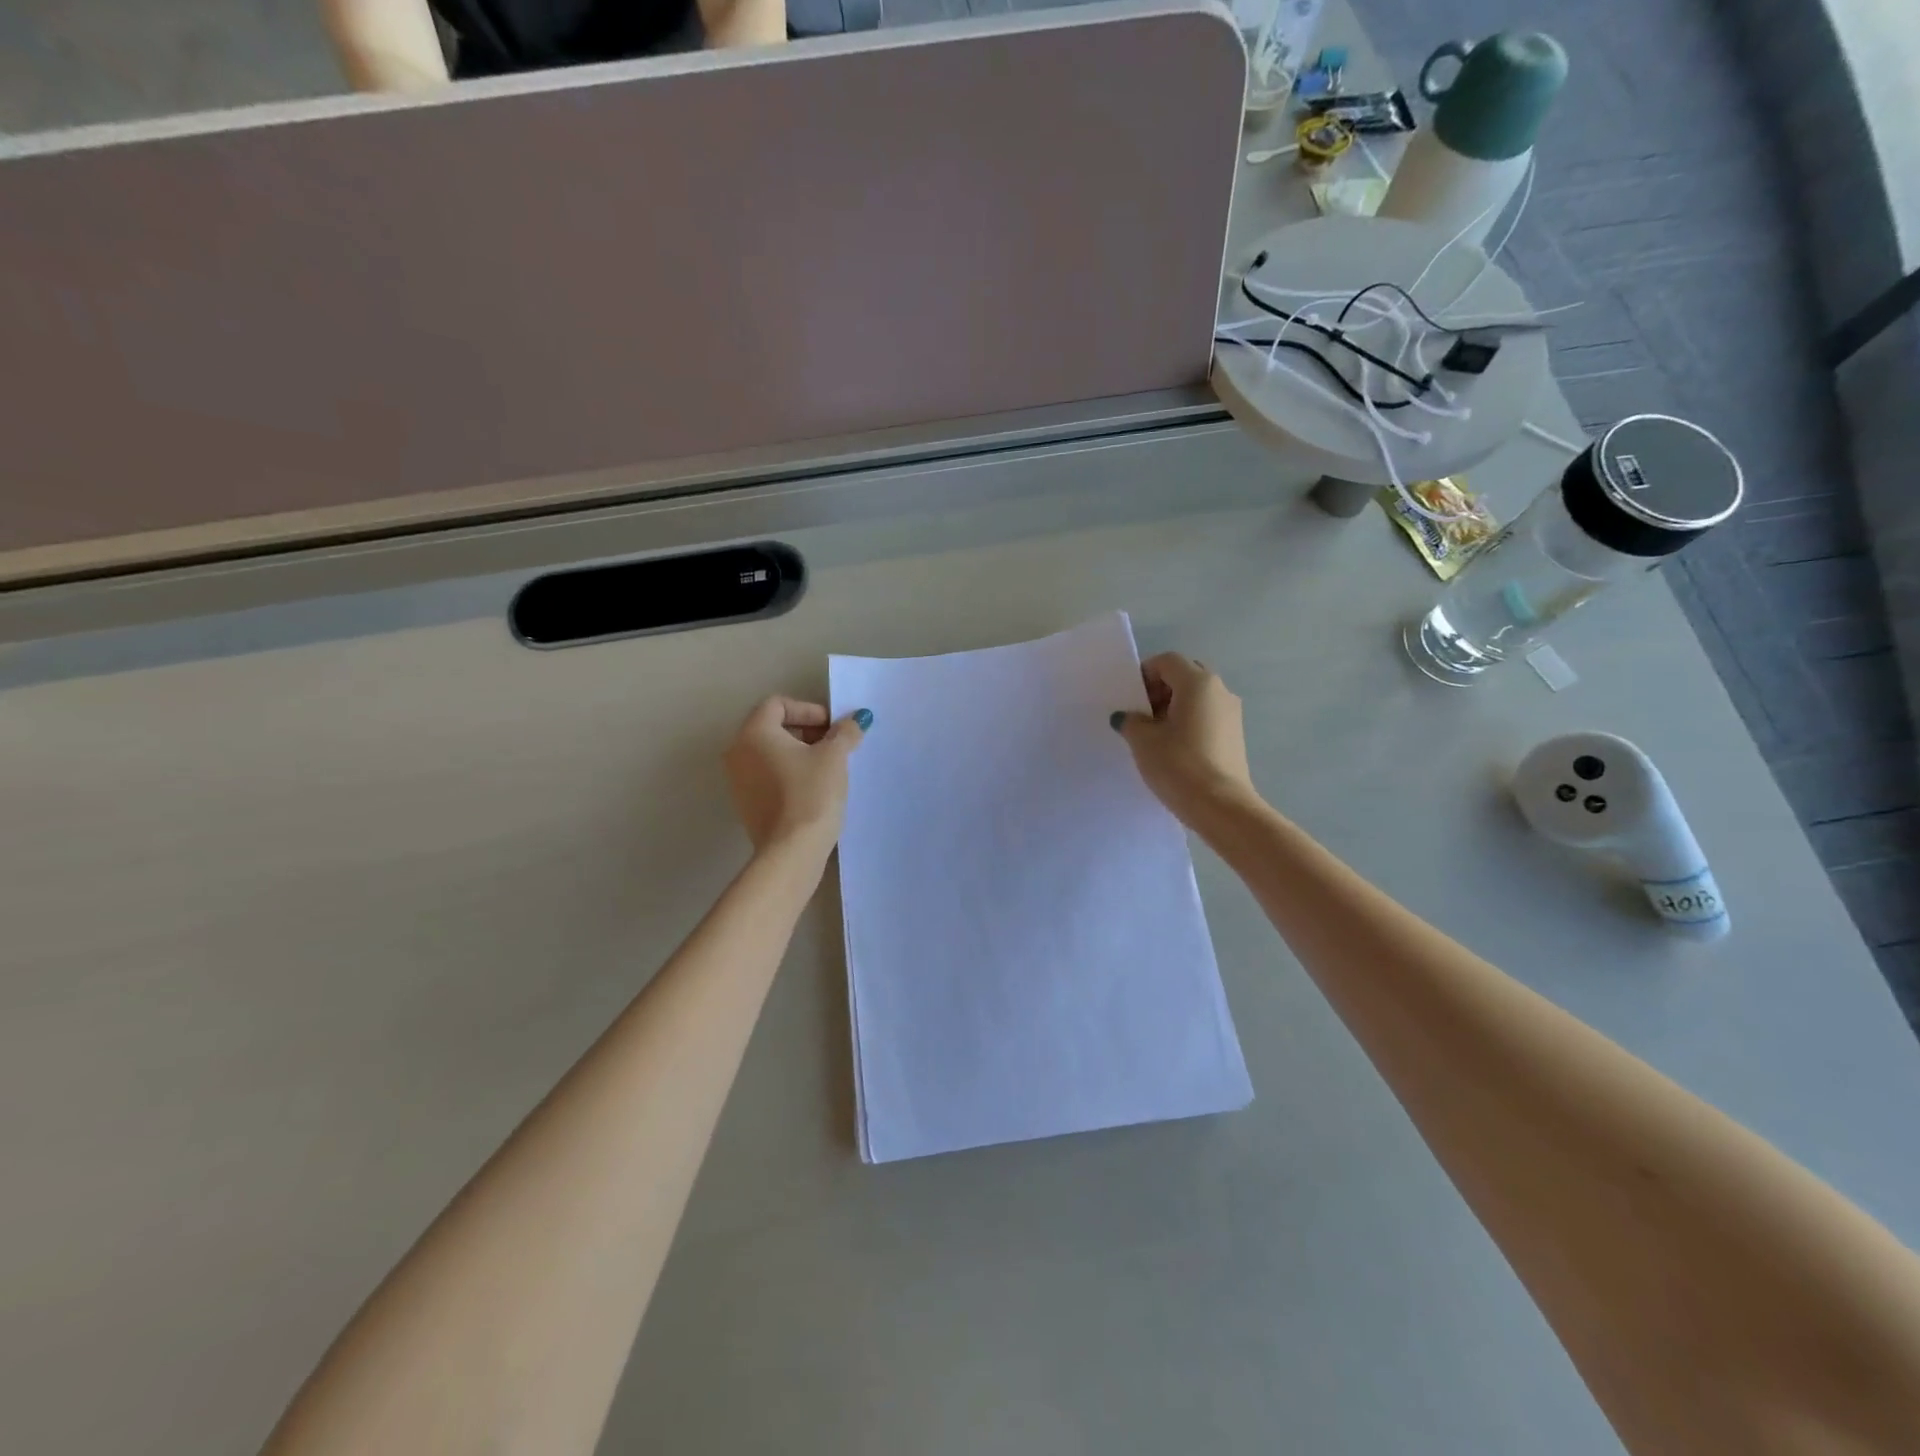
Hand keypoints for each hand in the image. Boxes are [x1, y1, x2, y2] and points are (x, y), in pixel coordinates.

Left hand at [723, 697, 869, 859]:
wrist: (791, 851)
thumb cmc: (811, 794)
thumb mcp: (834, 757)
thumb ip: (845, 732)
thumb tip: (857, 718)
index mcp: (753, 733)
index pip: (778, 704)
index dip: (809, 710)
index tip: (833, 729)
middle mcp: (738, 752)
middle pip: (773, 727)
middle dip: (806, 731)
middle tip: (834, 746)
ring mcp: (738, 780)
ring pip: (770, 753)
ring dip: (799, 753)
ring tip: (827, 769)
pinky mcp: (746, 803)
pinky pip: (767, 776)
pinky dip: (788, 773)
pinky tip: (813, 789)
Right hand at [1111, 654, 1258, 826]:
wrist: (1221, 806)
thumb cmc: (1179, 765)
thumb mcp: (1143, 741)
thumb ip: (1131, 721)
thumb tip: (1126, 717)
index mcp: (1198, 682)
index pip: (1167, 661)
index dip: (1144, 675)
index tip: (1131, 701)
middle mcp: (1220, 690)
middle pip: (1185, 676)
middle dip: (1160, 690)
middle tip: (1143, 716)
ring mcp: (1231, 713)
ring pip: (1197, 698)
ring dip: (1174, 708)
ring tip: (1156, 736)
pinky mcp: (1235, 736)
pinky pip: (1207, 717)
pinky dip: (1189, 723)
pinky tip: (1174, 749)